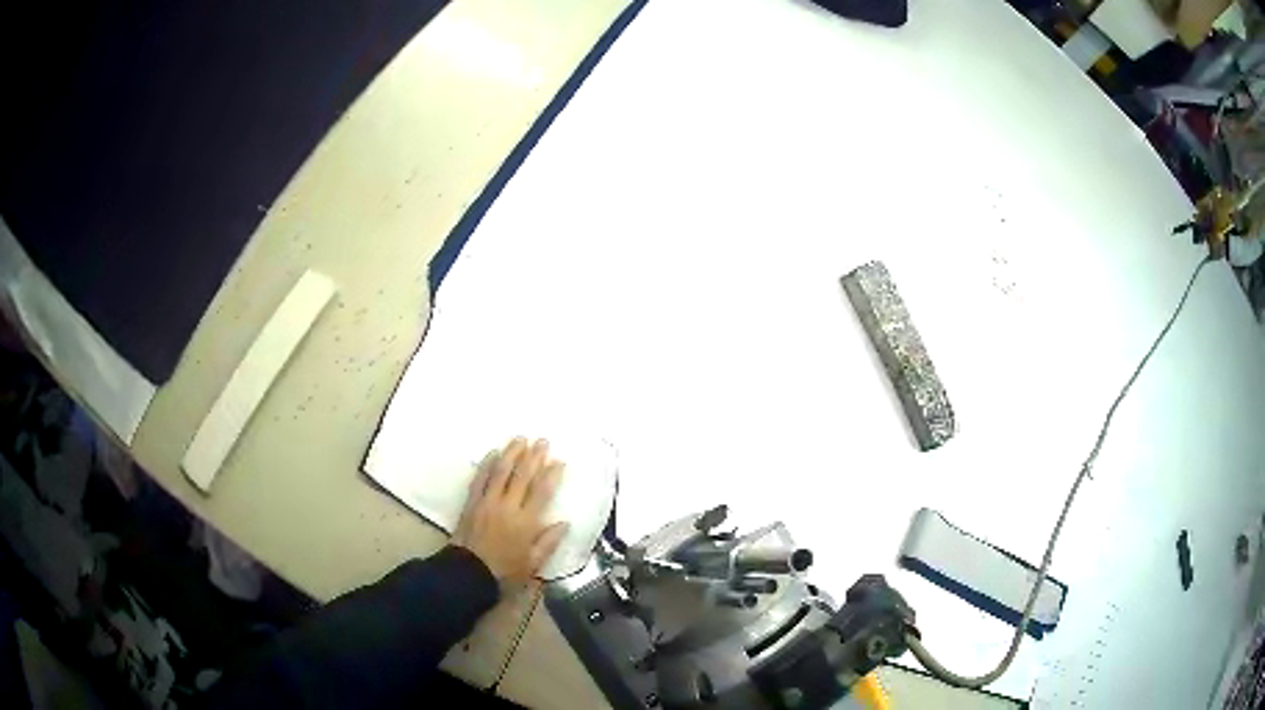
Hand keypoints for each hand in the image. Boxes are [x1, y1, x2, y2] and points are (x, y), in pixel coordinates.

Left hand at [452, 437, 568, 583]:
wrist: (468, 573)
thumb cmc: (504, 572)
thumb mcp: (533, 564)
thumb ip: (549, 542)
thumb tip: (564, 523)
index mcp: (526, 522)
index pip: (542, 491)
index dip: (552, 474)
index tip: (559, 461)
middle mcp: (508, 507)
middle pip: (523, 475)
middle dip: (534, 456)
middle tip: (542, 441)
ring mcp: (488, 502)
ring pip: (501, 471)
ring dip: (512, 453)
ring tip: (520, 439)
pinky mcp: (472, 502)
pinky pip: (480, 478)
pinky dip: (487, 464)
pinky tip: (493, 453)